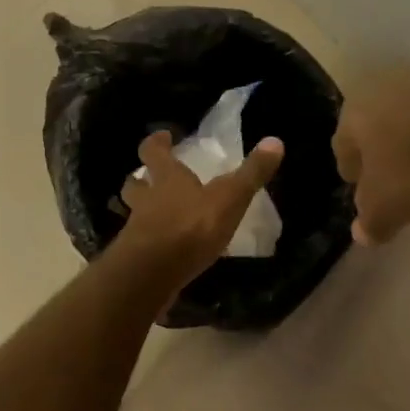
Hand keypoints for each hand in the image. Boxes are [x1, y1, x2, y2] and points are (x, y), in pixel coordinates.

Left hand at [119, 130, 284, 284]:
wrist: (152, 273)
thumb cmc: (191, 227)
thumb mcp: (229, 198)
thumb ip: (251, 173)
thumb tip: (275, 141)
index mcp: (167, 179)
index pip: (152, 152)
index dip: (156, 142)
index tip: (162, 136)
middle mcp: (146, 200)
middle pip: (134, 183)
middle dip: (140, 179)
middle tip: (149, 177)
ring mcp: (137, 230)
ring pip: (135, 214)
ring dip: (143, 211)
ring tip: (157, 216)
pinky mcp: (136, 258)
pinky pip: (142, 243)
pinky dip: (151, 242)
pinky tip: (166, 251)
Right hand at [333, 63, 409, 243]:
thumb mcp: (389, 206)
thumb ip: (372, 221)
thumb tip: (361, 233)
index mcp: (351, 119)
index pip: (342, 149)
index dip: (353, 173)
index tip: (364, 191)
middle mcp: (378, 90)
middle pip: (375, 125)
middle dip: (383, 148)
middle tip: (397, 175)